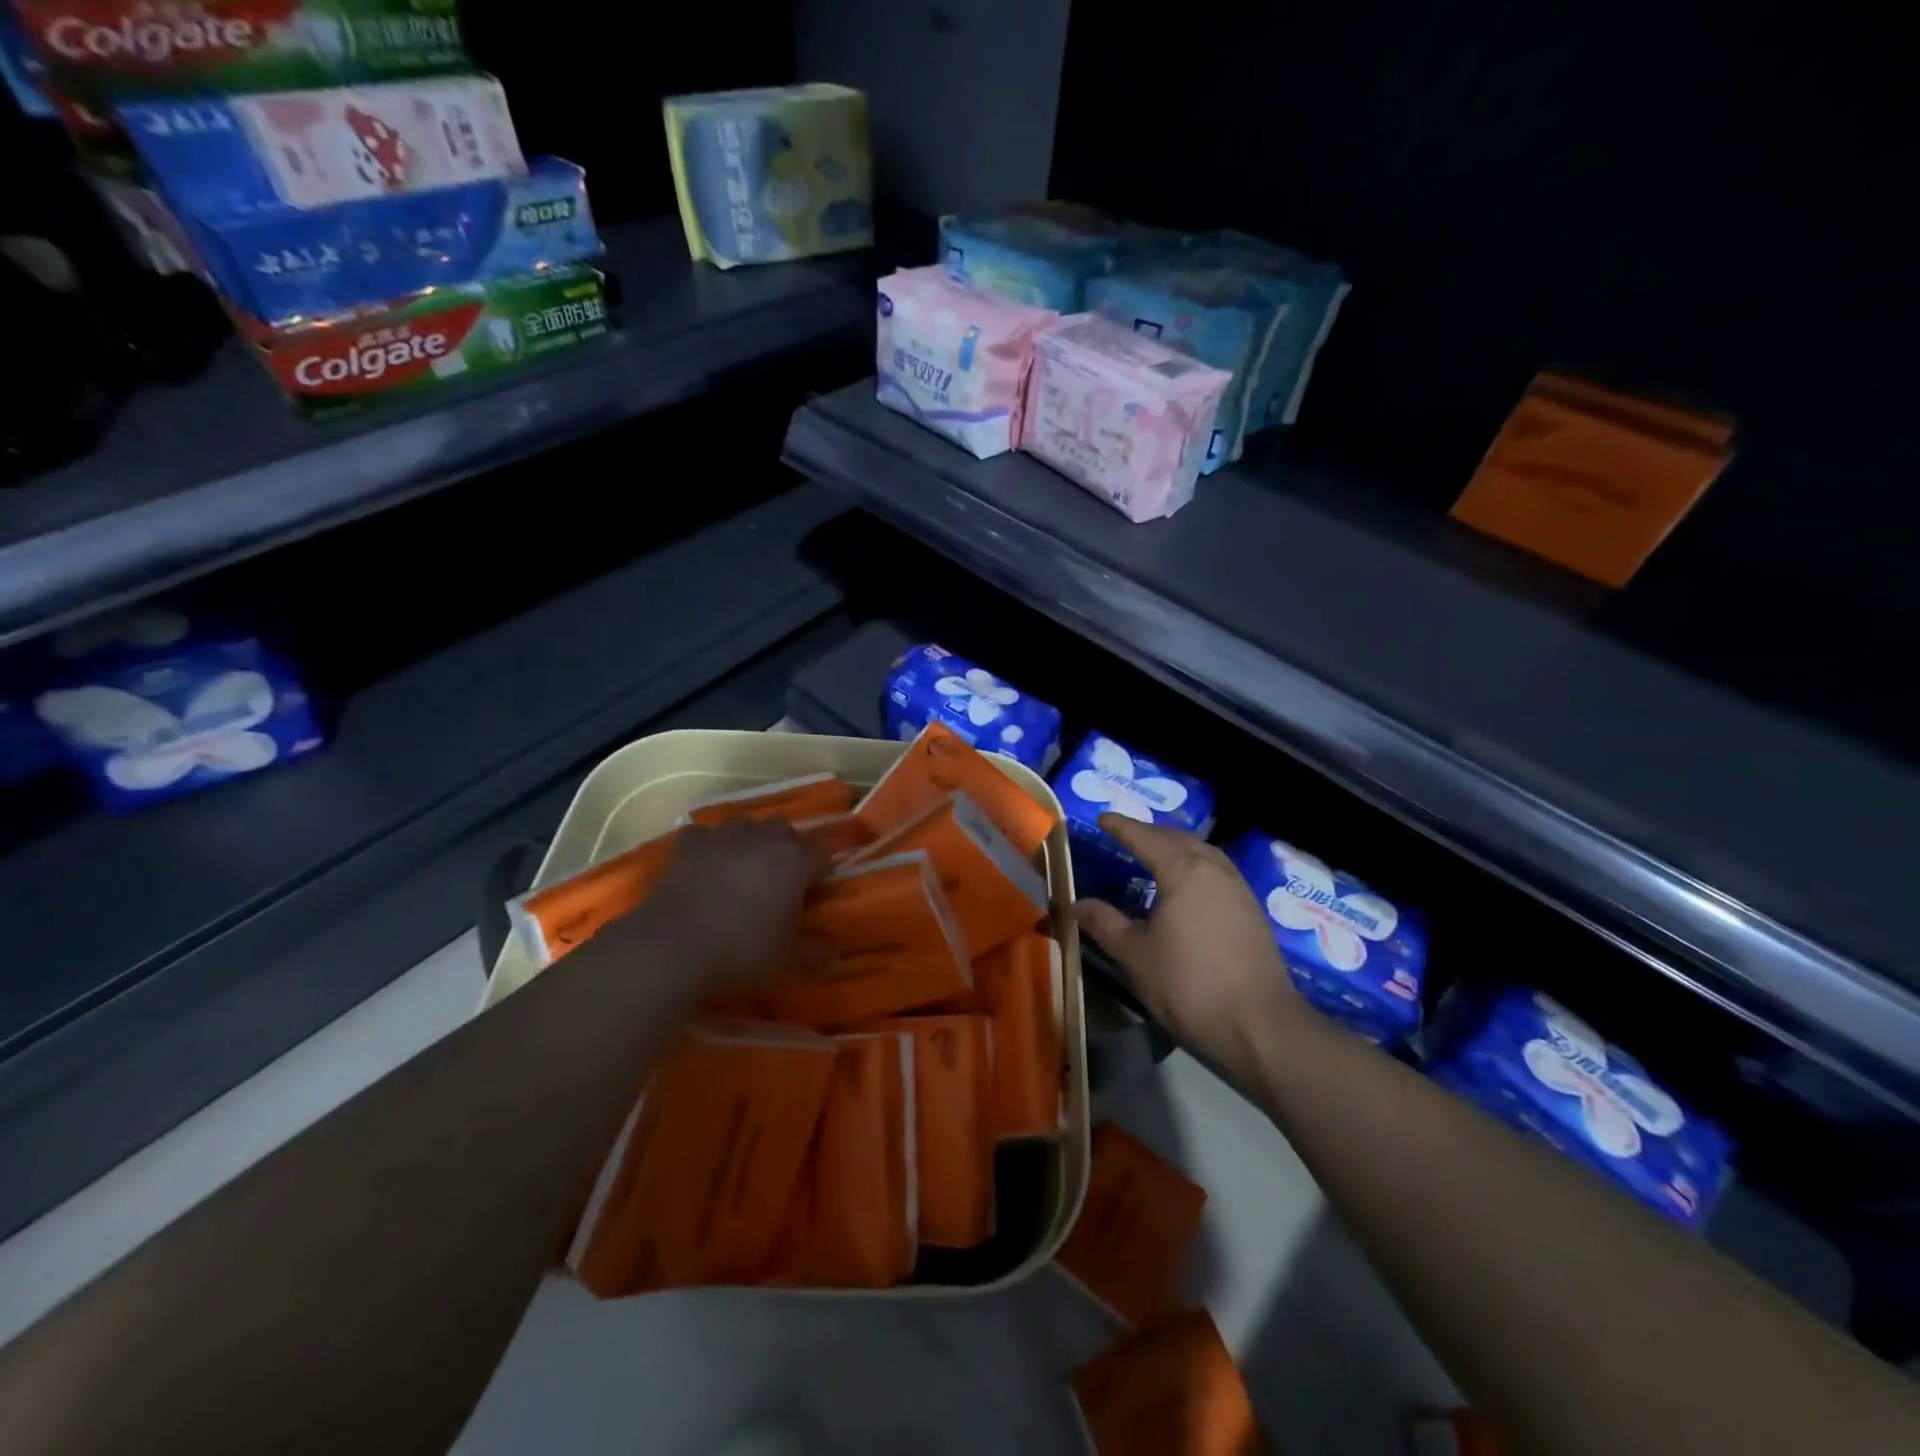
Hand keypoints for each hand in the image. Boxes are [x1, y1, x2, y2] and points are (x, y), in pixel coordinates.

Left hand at [617, 818, 829, 994]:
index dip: (822, 872)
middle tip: (781, 876)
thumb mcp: (785, 959)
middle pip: (783, 829)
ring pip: (744, 823)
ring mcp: (722, 837)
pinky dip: (708, 844)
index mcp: (794, 861)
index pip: (821, 855)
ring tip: (744, 864)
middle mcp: (762, 839)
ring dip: (748, 838)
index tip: (817, 891)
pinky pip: (703, 834)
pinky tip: (706, 862)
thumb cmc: (740, 951)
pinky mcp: (687, 846)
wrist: (671, 947)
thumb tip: (837, 958)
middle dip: (786, 846)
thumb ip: (813, 953)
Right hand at [1073, 815, 1307, 1062]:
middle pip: (1179, 839)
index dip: (1122, 827)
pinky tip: (1186, 889)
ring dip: (1176, 849)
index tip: (1101, 819)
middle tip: (1126, 835)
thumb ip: (1104, 923)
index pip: (1146, 837)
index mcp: (1184, 869)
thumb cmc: (1189, 984)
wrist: (1260, 1026)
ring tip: (1154, 856)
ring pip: (1203, 854)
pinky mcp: (1252, 912)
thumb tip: (1076, 904)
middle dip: (1151, 833)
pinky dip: (1194, 868)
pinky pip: (1216, 873)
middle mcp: (1215, 869)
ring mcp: (1239, 889)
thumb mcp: (1135, 954)